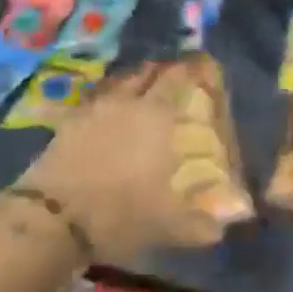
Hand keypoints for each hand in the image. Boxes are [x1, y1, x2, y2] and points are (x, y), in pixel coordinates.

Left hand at [17, 55, 253, 265]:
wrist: (53, 219)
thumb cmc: (119, 215)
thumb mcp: (168, 225)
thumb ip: (205, 222)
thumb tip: (239, 217)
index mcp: (158, 116)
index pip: (179, 77)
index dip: (193, 68)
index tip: (205, 66)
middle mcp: (129, 102)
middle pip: (148, 72)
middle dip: (165, 69)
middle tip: (177, 77)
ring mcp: (95, 108)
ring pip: (120, 80)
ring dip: (135, 78)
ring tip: (145, 87)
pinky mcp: (70, 120)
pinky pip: (95, 97)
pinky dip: (108, 96)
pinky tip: (111, 108)